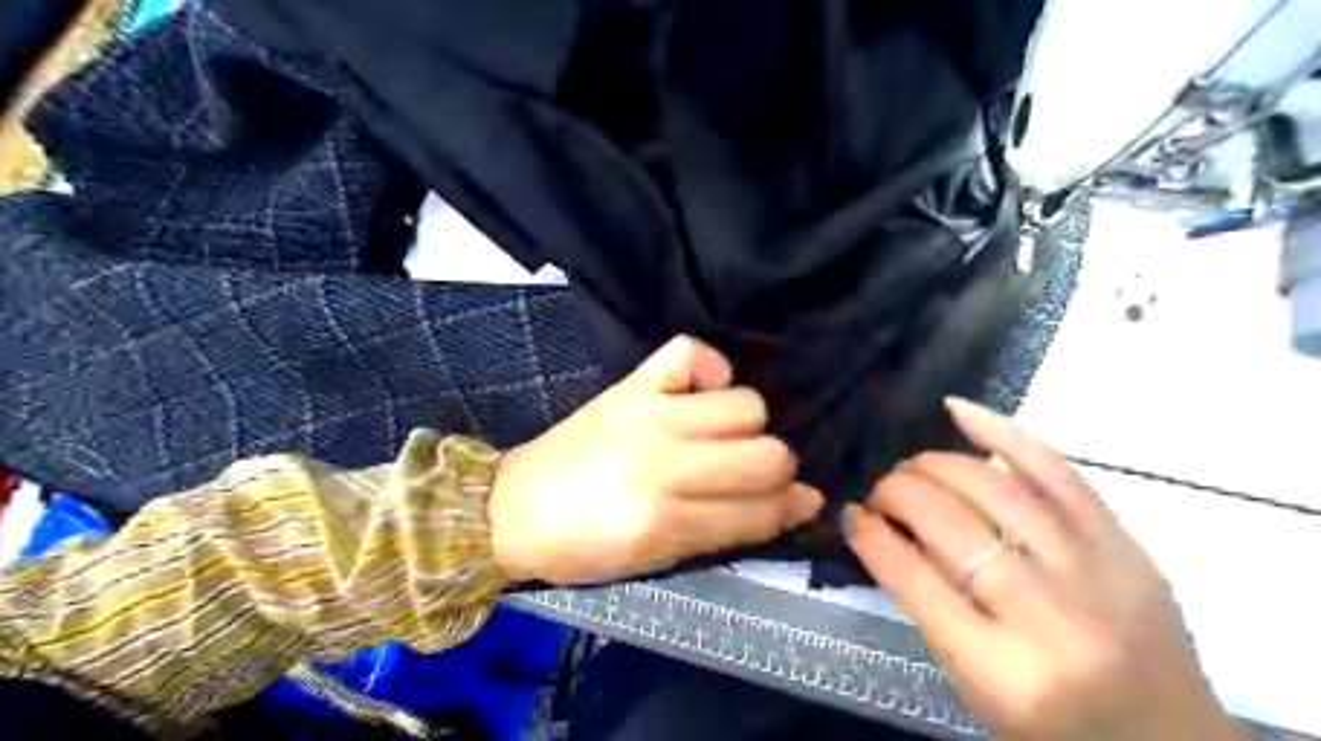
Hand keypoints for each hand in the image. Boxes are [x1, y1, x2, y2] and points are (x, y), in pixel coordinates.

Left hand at [484, 337, 820, 583]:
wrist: (512, 507)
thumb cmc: (583, 548)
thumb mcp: (656, 559)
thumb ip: (727, 530)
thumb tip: (799, 503)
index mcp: (663, 520)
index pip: (758, 510)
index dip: (789, 509)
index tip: (799, 503)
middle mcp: (662, 461)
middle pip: (766, 453)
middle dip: (776, 471)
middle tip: (755, 476)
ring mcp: (646, 413)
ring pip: (746, 404)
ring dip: (749, 426)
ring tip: (725, 438)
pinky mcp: (630, 384)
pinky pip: (690, 351)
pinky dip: (709, 368)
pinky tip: (703, 393)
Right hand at [846, 398, 1250, 739]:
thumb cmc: (1053, 725)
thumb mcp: (972, 684)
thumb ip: (928, 606)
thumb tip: (884, 529)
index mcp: (1002, 669)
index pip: (912, 577)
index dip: (871, 535)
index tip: (851, 514)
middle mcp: (1049, 615)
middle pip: (950, 523)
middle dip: (898, 493)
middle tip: (881, 493)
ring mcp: (1096, 571)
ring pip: (995, 487)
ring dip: (935, 465)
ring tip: (913, 468)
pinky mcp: (1124, 543)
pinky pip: (1056, 470)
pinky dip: (1002, 431)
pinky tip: (957, 410)